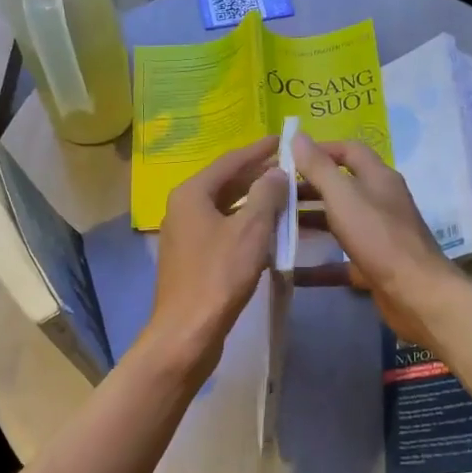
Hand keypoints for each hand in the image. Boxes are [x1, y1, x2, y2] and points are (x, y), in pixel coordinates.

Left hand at [142, 137, 289, 374]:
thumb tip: (276, 173)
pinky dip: (244, 226)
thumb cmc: (219, 275)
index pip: (230, 162)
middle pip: (225, 184)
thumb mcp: (251, 230)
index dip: (258, 151)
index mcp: (192, 194)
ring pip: (224, 209)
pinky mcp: (191, 260)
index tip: (282, 140)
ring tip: (284, 197)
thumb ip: (266, 195)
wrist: (188, 331)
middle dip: (257, 176)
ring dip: (253, 203)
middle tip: (289, 168)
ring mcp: (184, 236)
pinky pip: (222, 231)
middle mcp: (182, 209)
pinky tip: (267, 232)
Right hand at [289, 133, 459, 346]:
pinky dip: (317, 265)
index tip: (285, 159)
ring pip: (338, 223)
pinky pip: (340, 260)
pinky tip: (290, 271)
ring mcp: (378, 235)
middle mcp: (380, 202)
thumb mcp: (344, 197)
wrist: (416, 294)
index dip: (318, 150)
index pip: (348, 151)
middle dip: (307, 189)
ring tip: (274, 226)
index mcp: (378, 178)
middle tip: (272, 195)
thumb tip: (296, 135)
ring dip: (309, 223)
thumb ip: (319, 168)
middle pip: (340, 187)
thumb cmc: (379, 238)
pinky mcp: (373, 265)